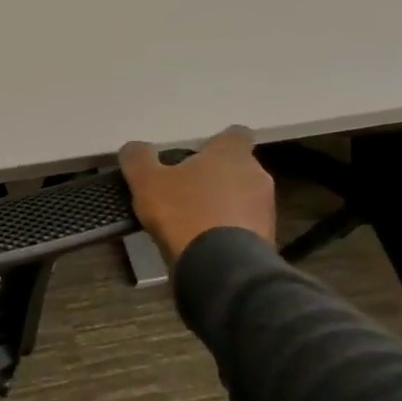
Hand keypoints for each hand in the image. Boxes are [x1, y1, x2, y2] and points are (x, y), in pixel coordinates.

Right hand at [119, 127, 275, 266]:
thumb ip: (138, 159)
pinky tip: (205, 242)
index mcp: (231, 153)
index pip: (235, 135)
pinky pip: (244, 225)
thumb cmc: (184, 212)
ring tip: (192, 222)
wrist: (221, 266)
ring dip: (223, 204)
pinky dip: (228, 229)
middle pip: (236, 168)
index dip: (215, 144)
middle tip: (185, 190)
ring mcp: (265, 208)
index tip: (196, 156)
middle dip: (215, 177)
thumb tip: (134, 148)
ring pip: (242, 197)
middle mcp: (256, 174)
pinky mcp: (267, 237)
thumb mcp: (146, 182)